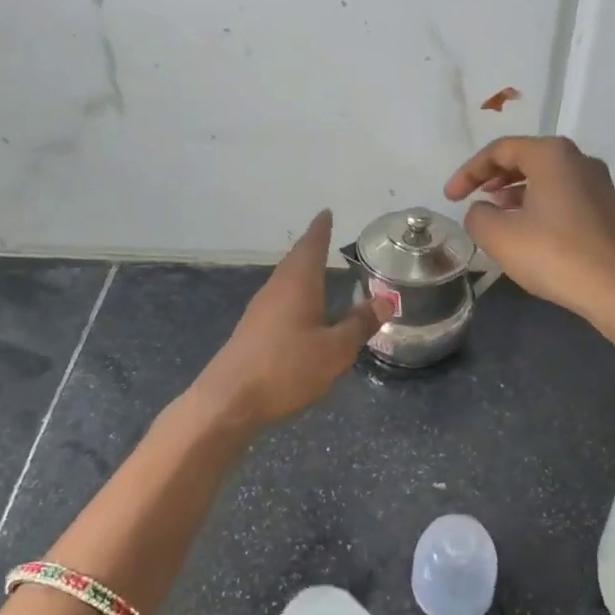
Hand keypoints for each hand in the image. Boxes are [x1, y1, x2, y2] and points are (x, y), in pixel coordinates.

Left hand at [190, 210, 389, 431]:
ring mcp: (259, 311)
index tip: (326, 213)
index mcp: (297, 284)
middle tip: (326, 239)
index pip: (311, 246)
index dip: (321, 229)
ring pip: (286, 282)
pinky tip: (302, 312)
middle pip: (295, 261)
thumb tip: (385, 298)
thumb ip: (359, 324)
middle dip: (311, 249)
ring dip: (302, 274)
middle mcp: (276, 289)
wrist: (229, 401)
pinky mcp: (252, 332)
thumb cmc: (286, 369)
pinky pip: (279, 302)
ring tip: (319, 273)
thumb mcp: (335, 350)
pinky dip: (295, 296)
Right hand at [445, 135, 614, 349]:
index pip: (500, 150)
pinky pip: (562, 195)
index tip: (450, 197)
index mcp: (552, 154)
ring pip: (546, 177)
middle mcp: (578, 159)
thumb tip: (481, 211)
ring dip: (515, 191)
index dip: (469, 172)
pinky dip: (537, 204)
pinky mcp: (606, 209)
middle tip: (471, 197)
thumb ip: (477, 217)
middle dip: (493, 177)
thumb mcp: (500, 237)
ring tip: (495, 213)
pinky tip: (526, 230)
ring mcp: (598, 184)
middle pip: (526, 157)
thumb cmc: (555, 255)